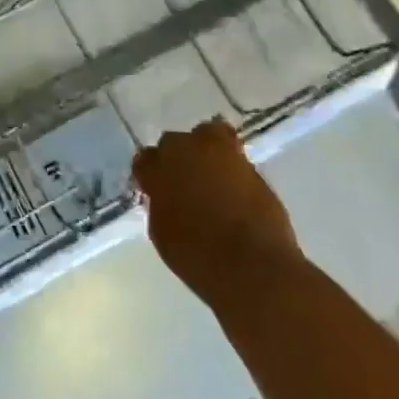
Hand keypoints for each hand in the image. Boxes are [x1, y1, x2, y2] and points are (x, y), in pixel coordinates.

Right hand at [134, 118, 304, 305]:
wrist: (253, 264)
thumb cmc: (198, 257)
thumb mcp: (163, 233)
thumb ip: (160, 205)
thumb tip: (166, 197)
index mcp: (159, 170)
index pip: (145, 160)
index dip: (150, 174)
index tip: (155, 188)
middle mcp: (187, 151)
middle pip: (173, 142)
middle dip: (176, 158)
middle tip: (183, 181)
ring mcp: (221, 152)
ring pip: (206, 134)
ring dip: (204, 150)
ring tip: (210, 173)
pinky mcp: (251, 163)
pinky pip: (234, 152)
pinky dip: (230, 163)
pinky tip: (232, 184)